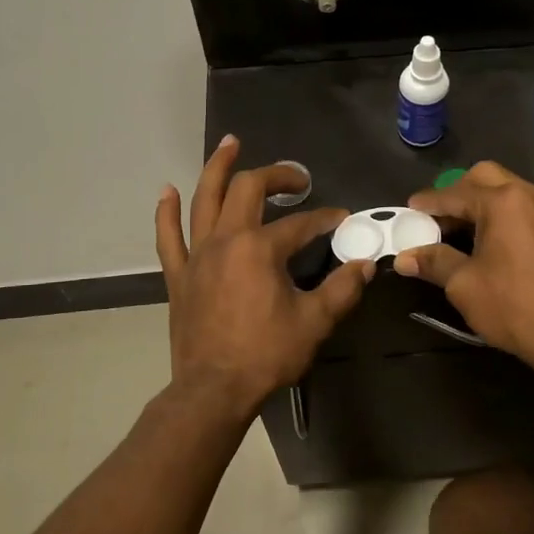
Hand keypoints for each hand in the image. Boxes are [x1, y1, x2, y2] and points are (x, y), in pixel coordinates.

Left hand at [156, 135, 375, 414]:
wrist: (213, 391)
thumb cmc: (266, 355)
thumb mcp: (314, 322)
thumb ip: (342, 289)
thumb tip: (366, 264)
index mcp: (260, 249)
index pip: (301, 224)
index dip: (325, 219)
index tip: (342, 219)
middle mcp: (226, 240)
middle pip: (248, 189)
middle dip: (276, 176)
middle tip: (297, 178)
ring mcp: (197, 255)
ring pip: (204, 199)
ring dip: (218, 168)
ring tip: (230, 143)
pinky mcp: (179, 275)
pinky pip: (168, 236)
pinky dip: (167, 212)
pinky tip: (168, 191)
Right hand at [394, 162, 533, 367]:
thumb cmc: (512, 307)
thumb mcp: (463, 285)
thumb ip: (433, 262)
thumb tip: (403, 258)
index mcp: (503, 202)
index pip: (454, 193)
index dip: (428, 202)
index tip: (410, 208)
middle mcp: (532, 196)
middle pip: (487, 177)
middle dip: (460, 191)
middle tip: (441, 217)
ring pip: (513, 191)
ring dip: (487, 203)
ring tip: (468, 232)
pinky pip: (533, 212)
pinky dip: (512, 219)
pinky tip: (503, 247)